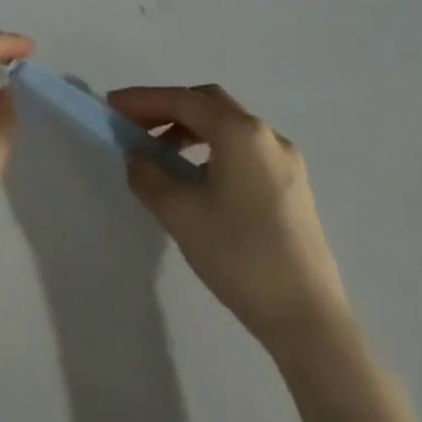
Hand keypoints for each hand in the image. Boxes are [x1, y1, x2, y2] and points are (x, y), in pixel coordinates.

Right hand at [109, 84, 350, 350]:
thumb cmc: (240, 257)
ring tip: (160, 154)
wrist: (309, 322)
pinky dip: (213, 149)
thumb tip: (138, 156)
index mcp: (240, 132)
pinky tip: (197, 179)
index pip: (182, 100)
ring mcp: (286, 162)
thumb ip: (148, 175)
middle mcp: (266, 136)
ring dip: (190, 129)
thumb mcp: (180, 213)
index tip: (111, 106)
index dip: (143, 100)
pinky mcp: (293, 188)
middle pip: (208, 104)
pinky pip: (244, 150)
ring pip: (228, 127)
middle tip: (135, 125)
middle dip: (167, 108)